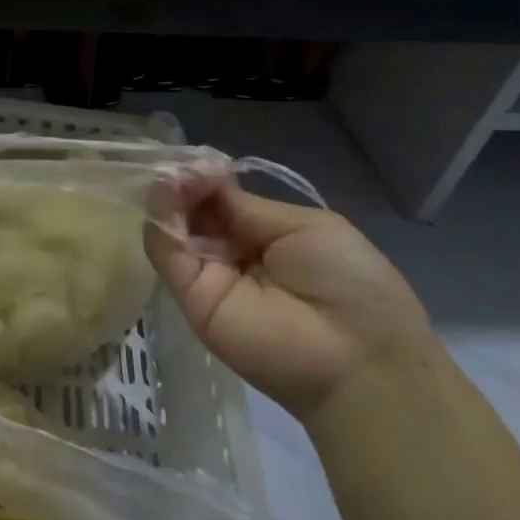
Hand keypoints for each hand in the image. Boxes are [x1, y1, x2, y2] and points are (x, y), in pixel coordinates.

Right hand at [146, 168, 429, 421]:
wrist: (358, 358)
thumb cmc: (348, 282)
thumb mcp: (303, 226)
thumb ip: (246, 206)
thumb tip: (203, 177)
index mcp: (260, 235)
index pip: (216, 198)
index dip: (204, 176)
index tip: (200, 161)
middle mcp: (228, 252)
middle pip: (190, 210)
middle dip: (182, 182)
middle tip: (181, 167)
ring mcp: (207, 275)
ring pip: (172, 228)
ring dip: (168, 196)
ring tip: (175, 177)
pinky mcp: (191, 298)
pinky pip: (166, 254)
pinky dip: (161, 222)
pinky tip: (170, 197)